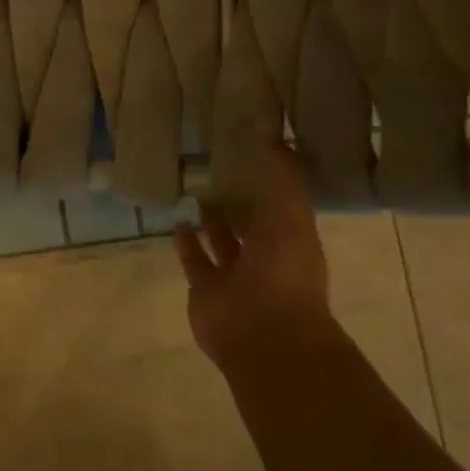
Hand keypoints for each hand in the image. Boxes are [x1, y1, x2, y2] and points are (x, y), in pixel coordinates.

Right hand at [174, 145, 336, 367]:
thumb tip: (275, 137)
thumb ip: (283, 177)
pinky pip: (195, 263)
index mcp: (291, 241)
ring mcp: (234, 278)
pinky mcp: (205, 291)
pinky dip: (187, 245)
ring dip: (211, 223)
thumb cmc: (284, 270)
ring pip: (221, 244)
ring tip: (196, 193)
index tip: (249, 156)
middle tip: (217, 172)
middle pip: (249, 227)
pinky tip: (178, 223)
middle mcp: (265, 259)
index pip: (279, 207)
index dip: (266, 185)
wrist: (264, 333)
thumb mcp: (291, 213)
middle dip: (238, 204)